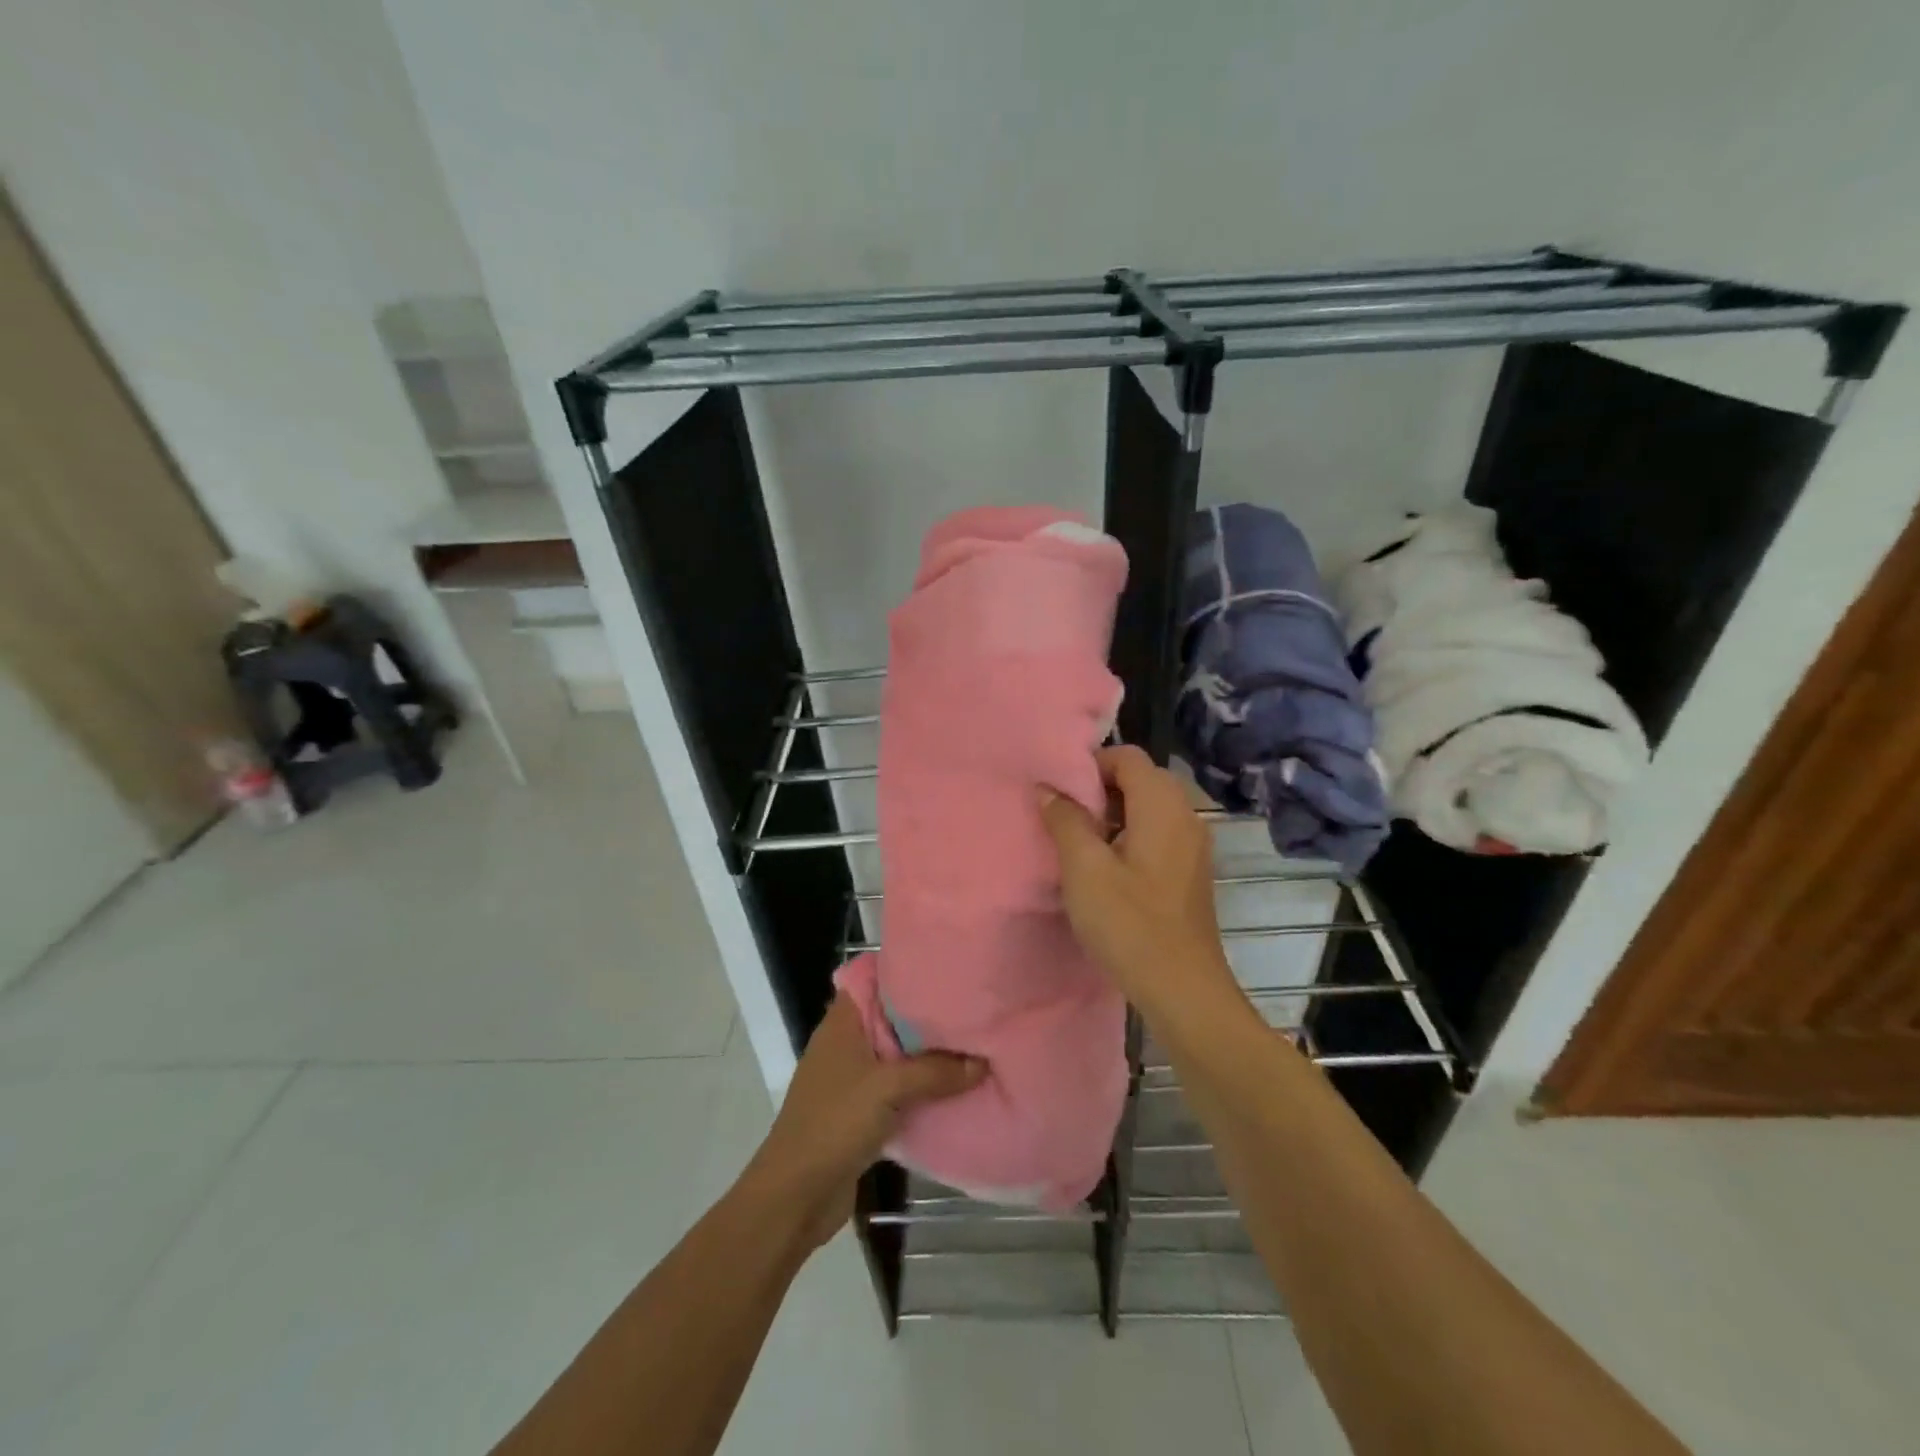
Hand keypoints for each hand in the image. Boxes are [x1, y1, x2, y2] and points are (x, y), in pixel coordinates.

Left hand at [740, 996, 985, 1251]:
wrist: (795, 1196)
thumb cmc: (834, 1123)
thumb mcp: (888, 1088)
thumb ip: (936, 1071)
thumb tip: (982, 1062)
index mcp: (842, 1022)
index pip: (874, 979)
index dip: (906, 971)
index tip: (944, 970)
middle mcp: (846, 1042)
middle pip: (891, 1017)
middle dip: (927, 1015)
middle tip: (970, 1006)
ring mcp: (853, 1078)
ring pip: (897, 1054)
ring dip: (927, 1055)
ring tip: (971, 1041)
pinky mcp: (861, 1111)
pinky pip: (898, 1088)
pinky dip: (921, 1087)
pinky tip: (954, 1086)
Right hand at [1037, 744, 1236, 1015]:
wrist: (1183, 990)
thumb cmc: (1130, 924)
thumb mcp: (1085, 869)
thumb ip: (1065, 821)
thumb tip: (1048, 788)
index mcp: (1162, 805)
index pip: (1127, 756)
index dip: (1090, 765)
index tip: (1059, 793)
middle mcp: (1185, 816)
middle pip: (1140, 778)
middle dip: (1099, 789)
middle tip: (1064, 816)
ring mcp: (1193, 845)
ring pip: (1148, 808)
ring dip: (1112, 815)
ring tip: (1078, 843)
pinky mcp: (1190, 871)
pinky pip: (1158, 834)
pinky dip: (1129, 836)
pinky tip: (1105, 869)